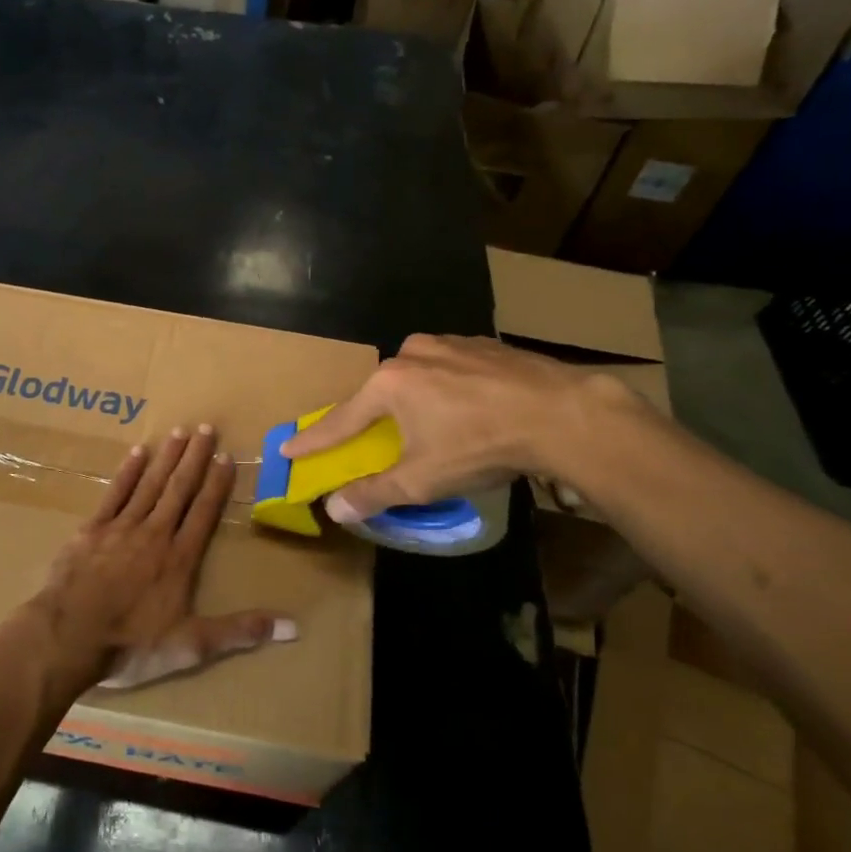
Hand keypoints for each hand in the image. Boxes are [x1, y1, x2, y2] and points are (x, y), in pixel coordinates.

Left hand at [32, 425, 296, 691]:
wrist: (68, 638)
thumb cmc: (131, 644)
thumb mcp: (191, 645)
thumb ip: (240, 631)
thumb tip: (294, 627)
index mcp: (179, 558)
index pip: (204, 512)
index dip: (217, 483)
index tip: (226, 456)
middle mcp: (154, 534)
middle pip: (179, 489)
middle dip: (194, 457)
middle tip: (206, 427)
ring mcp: (121, 528)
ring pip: (150, 484)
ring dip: (166, 457)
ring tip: (179, 431)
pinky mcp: (92, 530)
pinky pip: (114, 494)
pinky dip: (127, 472)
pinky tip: (138, 452)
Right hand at [280, 334, 628, 523]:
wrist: (562, 413)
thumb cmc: (480, 445)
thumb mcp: (422, 479)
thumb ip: (374, 492)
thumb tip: (335, 509)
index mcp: (390, 383)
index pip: (341, 419)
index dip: (314, 439)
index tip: (288, 447)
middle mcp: (413, 353)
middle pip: (382, 393)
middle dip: (377, 418)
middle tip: (380, 440)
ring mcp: (452, 343)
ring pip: (420, 376)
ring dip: (419, 401)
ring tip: (439, 427)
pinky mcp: (486, 344)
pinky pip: (453, 368)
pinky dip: (451, 388)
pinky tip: (473, 407)